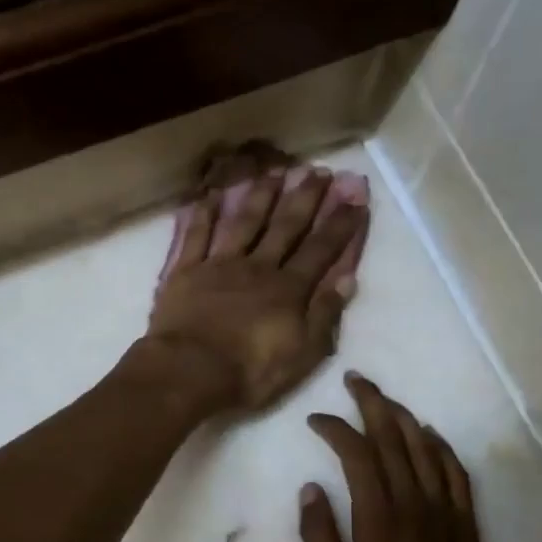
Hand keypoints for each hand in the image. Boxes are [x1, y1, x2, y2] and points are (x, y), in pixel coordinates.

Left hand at [145, 165, 369, 412]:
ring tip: (275, 170)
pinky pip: (196, 236)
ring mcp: (219, 265)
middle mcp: (257, 267)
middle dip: (304, 199)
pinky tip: (212, 195)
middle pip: (285, 227)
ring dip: (261, 195)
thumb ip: (324, 314)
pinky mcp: (185, 272)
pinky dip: (204, 214)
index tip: (355, 197)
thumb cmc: (250, 372)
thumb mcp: (302, 354)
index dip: (339, 224)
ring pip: (244, 222)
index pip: (321, 250)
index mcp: (288, 289)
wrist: (189, 371)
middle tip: (318, 172)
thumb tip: (347, 278)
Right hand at [300, 374, 498, 541]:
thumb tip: (310, 490)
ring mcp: (446, 514)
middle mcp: (415, 507)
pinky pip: (457, 474)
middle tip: (355, 380)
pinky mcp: (466, 525)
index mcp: (379, 523)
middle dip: (373, 404)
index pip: (359, 456)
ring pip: (427, 450)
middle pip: (396, 440)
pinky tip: (430, 434)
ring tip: (385, 398)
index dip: (337, 429)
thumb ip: (320, 541)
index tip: (317, 420)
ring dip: (405, 417)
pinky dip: (443, 447)